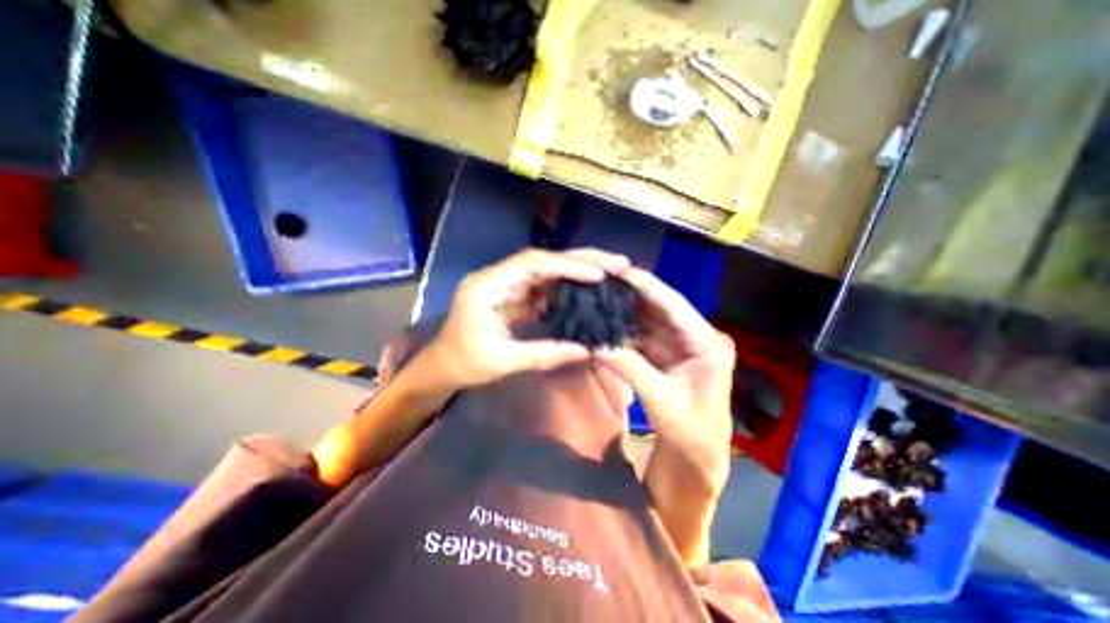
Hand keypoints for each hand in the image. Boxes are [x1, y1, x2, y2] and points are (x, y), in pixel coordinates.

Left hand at [425, 247, 628, 389]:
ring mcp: (507, 285)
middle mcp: (498, 277)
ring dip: (578, 270)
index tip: (598, 274)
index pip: (531, 263)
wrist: (442, 366)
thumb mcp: (503, 361)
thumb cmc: (464, 363)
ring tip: (610, 272)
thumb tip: (585, 350)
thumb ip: (544, 353)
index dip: (567, 265)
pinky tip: (589, 290)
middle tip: (616, 262)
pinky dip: (567, 287)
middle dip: (580, 260)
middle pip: (543, 260)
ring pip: (547, 270)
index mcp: (487, 286)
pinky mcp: (515, 296)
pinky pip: (545, 287)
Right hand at [599, 269, 733, 488]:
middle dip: (631, 294)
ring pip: (651, 318)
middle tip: (601, 281)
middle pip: (661, 306)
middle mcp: (698, 335)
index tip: (618, 270)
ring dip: (627, 310)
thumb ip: (629, 367)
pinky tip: (607, 322)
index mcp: (707, 343)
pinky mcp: (671, 351)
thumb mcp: (659, 398)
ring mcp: (684, 342)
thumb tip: (595, 343)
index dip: (645, 285)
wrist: (699, 454)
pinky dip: (627, 330)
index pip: (673, 304)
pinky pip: (645, 334)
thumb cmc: (690, 431)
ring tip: (599, 297)